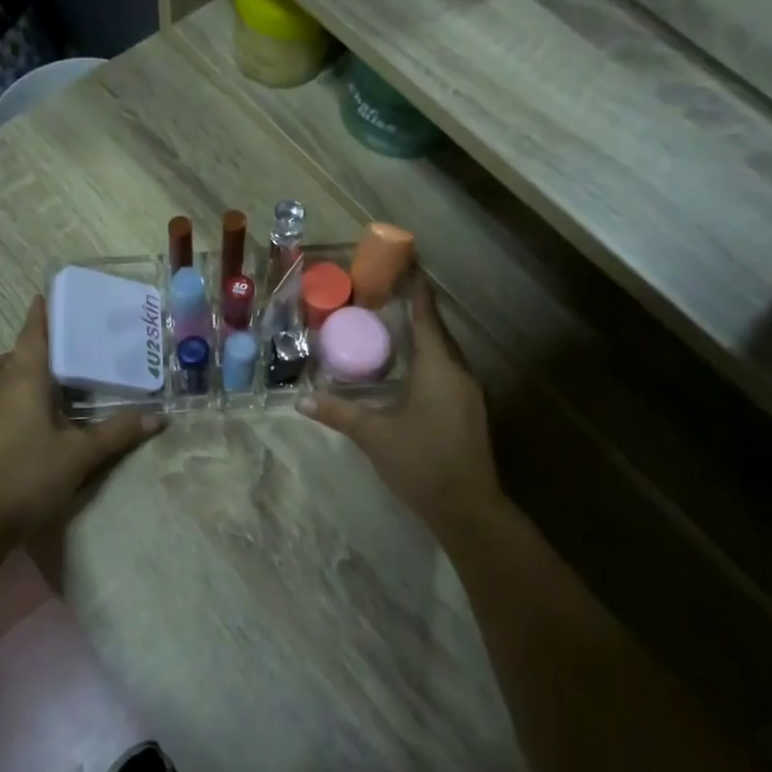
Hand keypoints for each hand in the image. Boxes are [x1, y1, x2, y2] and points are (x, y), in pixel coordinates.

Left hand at [0, 295, 163, 540]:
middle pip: (14, 351)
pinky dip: (12, 387)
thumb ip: (119, 432)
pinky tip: (35, 408)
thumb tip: (158, 417)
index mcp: (24, 380)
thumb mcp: (82, 453)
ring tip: (47, 375)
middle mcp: (1, 385)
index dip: (40, 313)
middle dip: (35, 340)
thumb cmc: (32, 474)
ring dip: (17, 364)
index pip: (32, 334)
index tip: (47, 293)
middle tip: (65, 342)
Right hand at [300, 277, 501, 533]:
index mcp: (437, 368)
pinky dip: (426, 360)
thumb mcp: (374, 436)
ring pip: (442, 352)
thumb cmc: (421, 463)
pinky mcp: (469, 409)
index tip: (407, 263)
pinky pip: (446, 371)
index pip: (425, 316)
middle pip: (435, 331)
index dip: (416, 289)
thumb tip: (302, 400)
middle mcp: (458, 372)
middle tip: (385, 294)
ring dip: (421, 337)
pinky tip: (407, 369)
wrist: (468, 508)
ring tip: (392, 326)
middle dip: (414, 311)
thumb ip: (340, 414)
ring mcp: (468, 392)